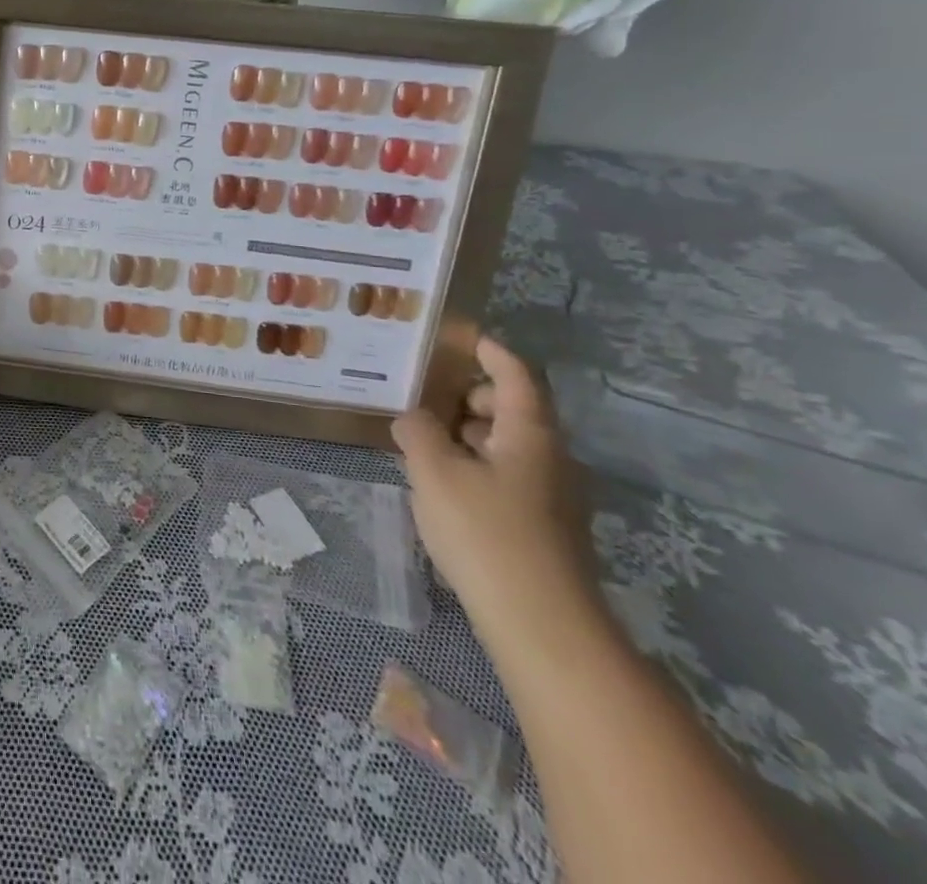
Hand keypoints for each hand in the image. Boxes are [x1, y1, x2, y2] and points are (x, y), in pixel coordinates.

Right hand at [391, 335, 597, 642]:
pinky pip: (506, 475)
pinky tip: (441, 483)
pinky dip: (474, 463)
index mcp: (530, 434)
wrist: (543, 627)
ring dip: (466, 432)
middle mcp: (550, 458)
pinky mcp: (543, 528)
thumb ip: (417, 432)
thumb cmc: (486, 533)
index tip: (458, 336)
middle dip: (468, 395)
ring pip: (507, 445)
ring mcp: (551, 496)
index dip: (488, 350)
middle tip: (421, 395)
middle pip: (512, 408)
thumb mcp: (434, 471)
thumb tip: (412, 418)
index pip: (515, 375)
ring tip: (421, 439)